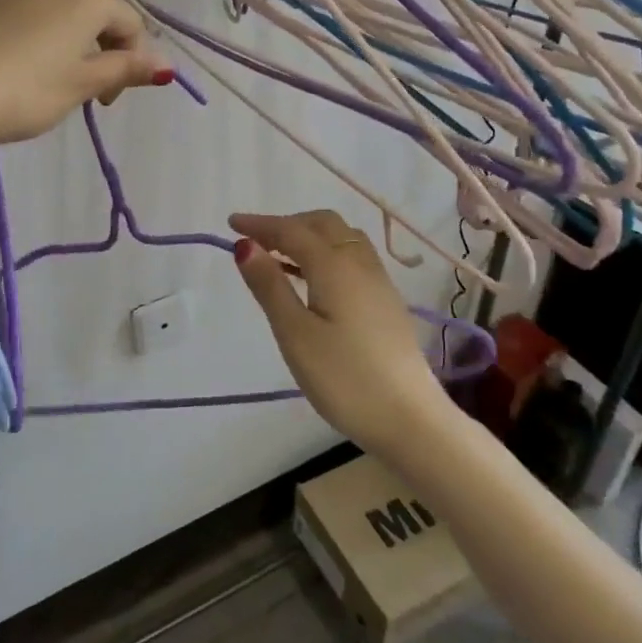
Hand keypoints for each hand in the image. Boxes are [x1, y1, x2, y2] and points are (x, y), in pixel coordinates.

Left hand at [0, 0, 172, 146]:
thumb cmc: (26, 92)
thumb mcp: (82, 85)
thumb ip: (125, 70)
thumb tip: (166, 66)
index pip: (130, 22)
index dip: (133, 60)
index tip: (110, 99)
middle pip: (93, 9)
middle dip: (100, 45)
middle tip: (87, 89)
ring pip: (54, 9)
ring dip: (65, 38)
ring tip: (49, 77)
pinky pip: (19, 13)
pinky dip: (29, 34)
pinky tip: (12, 66)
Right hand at [230, 210, 450, 457]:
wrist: (411, 420)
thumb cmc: (344, 378)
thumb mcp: (295, 334)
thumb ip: (270, 286)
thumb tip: (245, 244)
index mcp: (334, 266)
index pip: (291, 230)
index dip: (260, 224)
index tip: (230, 223)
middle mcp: (360, 263)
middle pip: (322, 224)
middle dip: (288, 224)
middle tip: (256, 241)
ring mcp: (378, 282)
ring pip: (342, 238)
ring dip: (309, 236)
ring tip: (281, 257)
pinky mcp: (386, 302)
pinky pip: (352, 256)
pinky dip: (326, 252)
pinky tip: (313, 280)